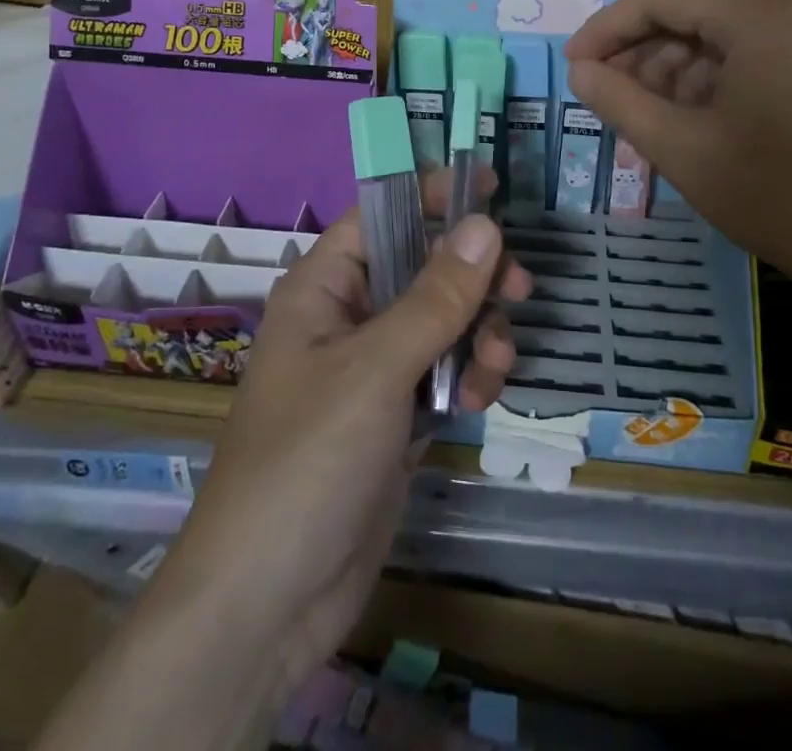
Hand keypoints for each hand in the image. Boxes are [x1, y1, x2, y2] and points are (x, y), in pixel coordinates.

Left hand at [151, 170, 530, 693]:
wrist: (269, 603)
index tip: (492, 188)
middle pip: (424, 267)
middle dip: (474, 277)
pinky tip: (478, 400)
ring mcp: (373, 369)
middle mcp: (348, 317)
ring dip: (479, 332)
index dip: (433, 195)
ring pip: (443, 321)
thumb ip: (436, 297)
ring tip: (496, 364)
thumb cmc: (308, 461)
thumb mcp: (376, 369)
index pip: (382, 215)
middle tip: (522, 287)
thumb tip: (486, 223)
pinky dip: (469, 375)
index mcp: (324, 287)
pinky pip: (445, 370)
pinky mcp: (396, 415)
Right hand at [565, 0, 791, 303]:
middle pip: (686, 13)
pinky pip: (740, 56)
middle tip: (602, 97)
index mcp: (756, 13)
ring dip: (667, 72)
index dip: (606, 29)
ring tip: (638, 118)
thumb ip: (620, 101)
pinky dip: (702, 84)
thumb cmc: (779, 194)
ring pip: (711, 37)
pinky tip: (680, 122)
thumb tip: (579, 71)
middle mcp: (784, 6)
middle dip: (637, 54)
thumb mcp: (682, 149)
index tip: (572, 66)